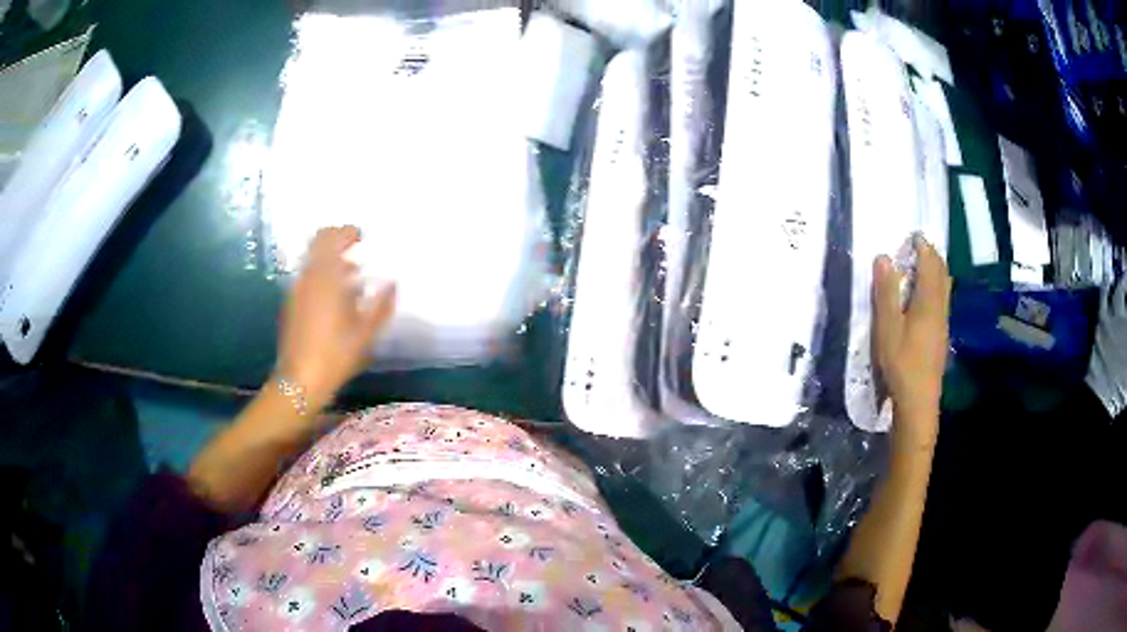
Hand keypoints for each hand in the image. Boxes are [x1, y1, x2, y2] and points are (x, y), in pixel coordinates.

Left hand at [276, 226, 395, 410]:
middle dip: (337, 241)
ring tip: (352, 278)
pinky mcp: (291, 304)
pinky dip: (322, 277)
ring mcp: (296, 290)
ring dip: (330, 261)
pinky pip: (308, 278)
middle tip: (356, 251)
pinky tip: (337, 300)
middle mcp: (308, 277)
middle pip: (318, 243)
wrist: (300, 380)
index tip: (362, 238)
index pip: (330, 237)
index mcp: (326, 277)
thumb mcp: (366, 332)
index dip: (346, 232)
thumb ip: (382, 304)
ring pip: (312, 261)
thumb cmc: (336, 354)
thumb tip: (393, 283)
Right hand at [872, 235, 950, 447]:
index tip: (911, 235)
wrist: (919, 401)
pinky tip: (924, 297)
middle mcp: (940, 306)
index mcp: (928, 300)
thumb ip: (886, 292)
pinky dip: (935, 287)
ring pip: (944, 286)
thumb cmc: (902, 363)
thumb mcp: (887, 327)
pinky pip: (942, 299)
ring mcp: (943, 321)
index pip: (929, 262)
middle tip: (915, 247)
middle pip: (941, 271)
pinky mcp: (941, 334)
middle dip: (931, 255)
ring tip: (919, 267)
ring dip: (935, 271)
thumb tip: (883, 257)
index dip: (922, 245)